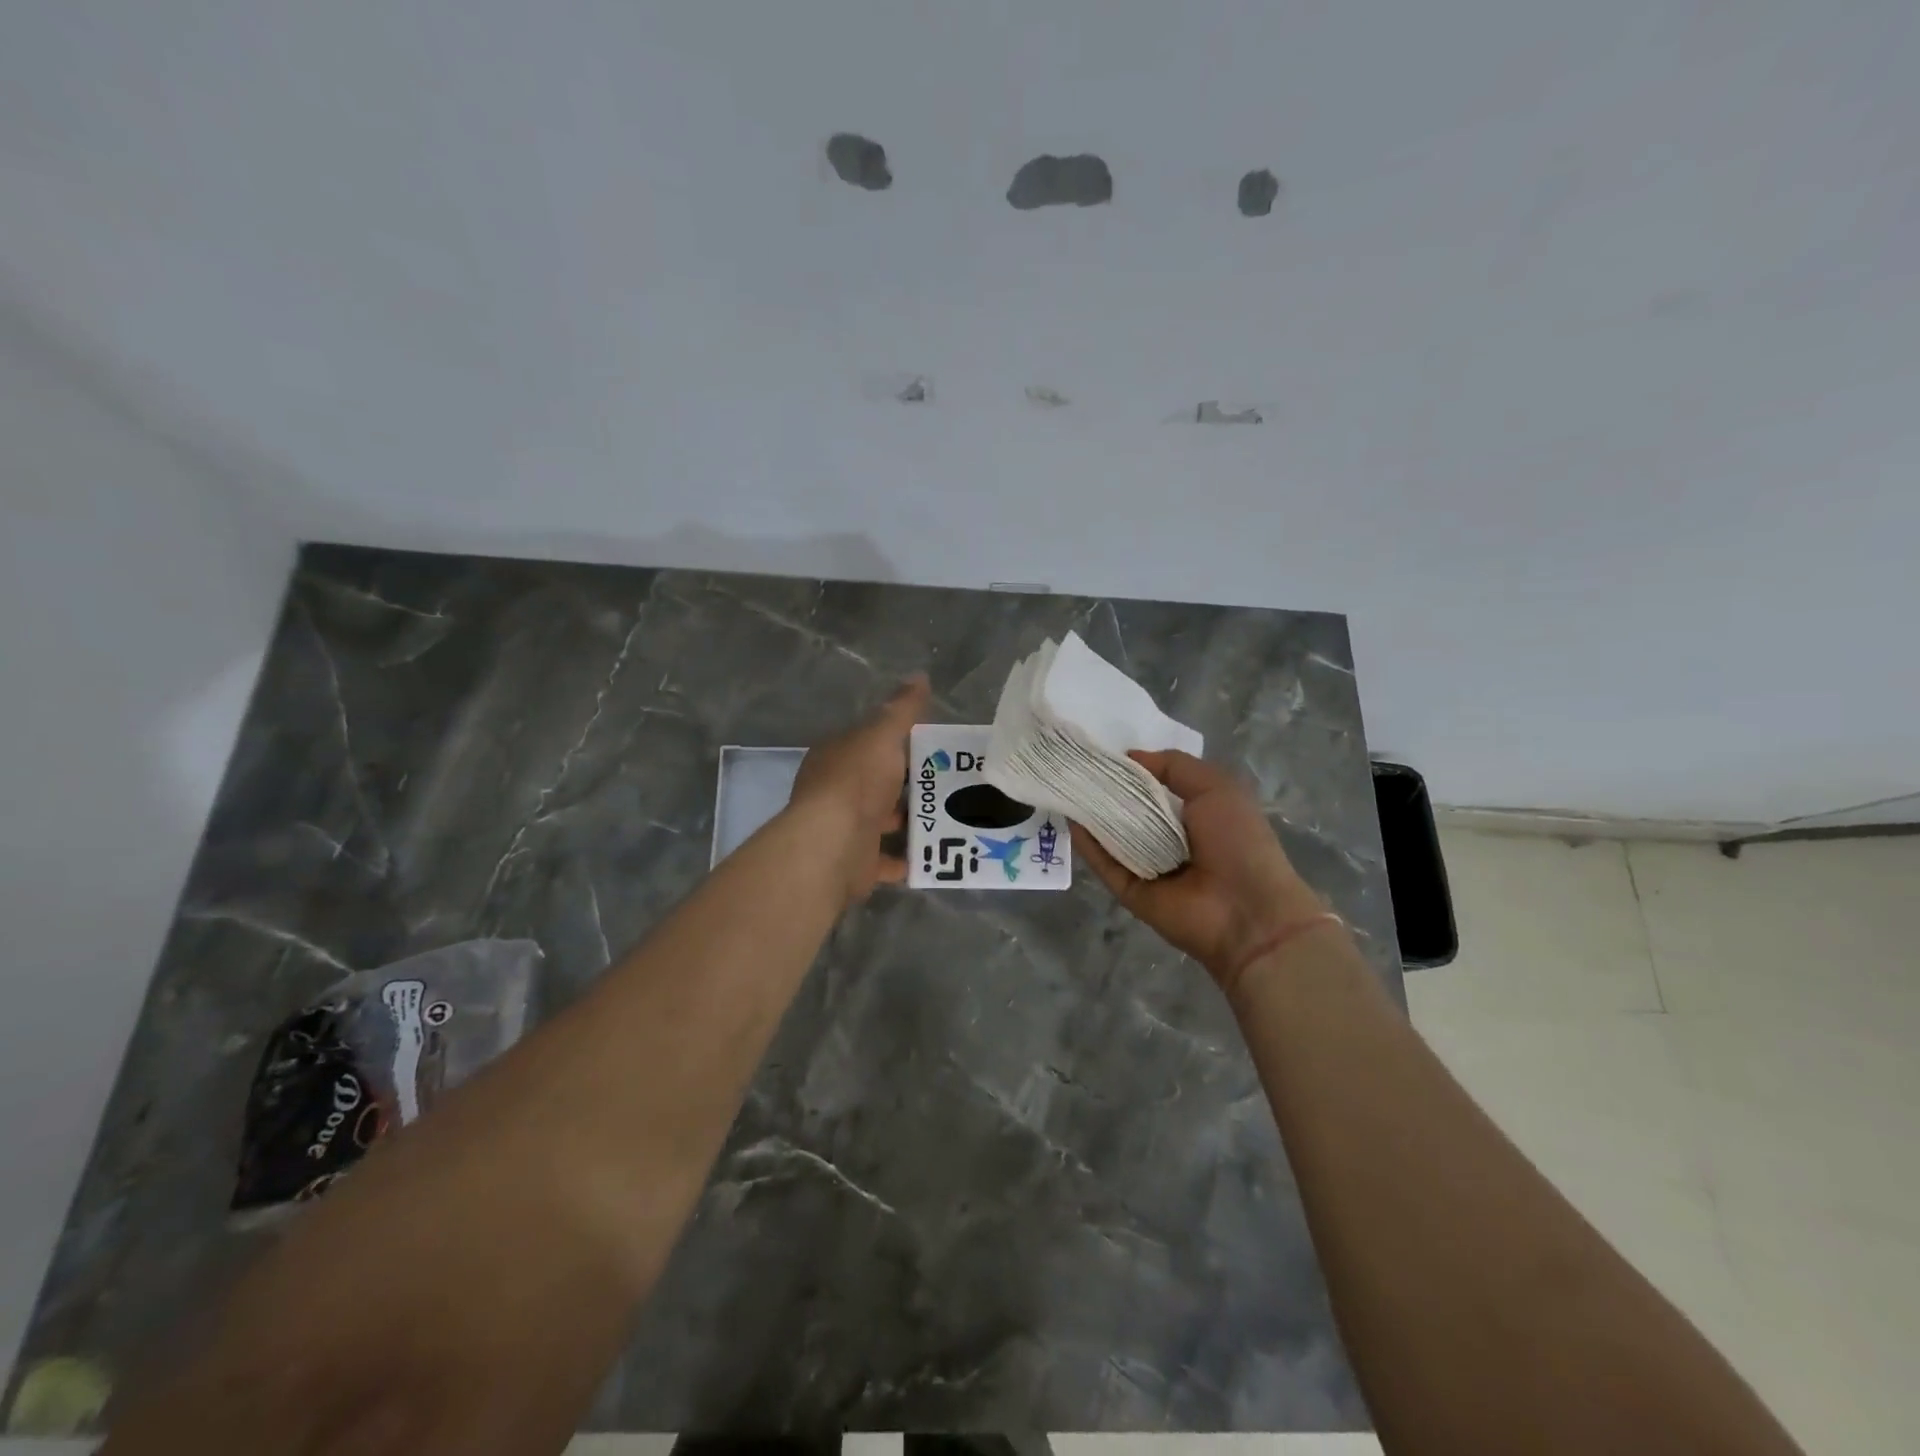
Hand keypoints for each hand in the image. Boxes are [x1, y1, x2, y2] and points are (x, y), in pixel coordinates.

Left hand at [788, 675, 930, 904]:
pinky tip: (937, 853)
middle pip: (877, 783)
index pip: (868, 743)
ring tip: (952, 816)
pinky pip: (887, 860)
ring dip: (910, 820)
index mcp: (836, 757)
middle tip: (952, 782)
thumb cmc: (857, 781)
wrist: (834, 844)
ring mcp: (845, 829)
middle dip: (909, 784)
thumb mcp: (883, 734)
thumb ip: (902, 709)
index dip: (897, 742)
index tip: (933, 746)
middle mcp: (836, 791)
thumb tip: (920, 676)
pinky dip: (909, 858)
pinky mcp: (857, 862)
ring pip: (883, 821)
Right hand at [1072, 750, 1329, 987]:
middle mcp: (1168, 838)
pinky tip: (1070, 820)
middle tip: (1075, 766)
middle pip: (1128, 809)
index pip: (1154, 786)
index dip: (1131, 768)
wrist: (1248, 912)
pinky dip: (1088, 845)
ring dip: (1090, 814)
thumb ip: (1174, 766)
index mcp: (1194, 813)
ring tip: (1064, 786)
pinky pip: (1105, 865)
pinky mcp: (1130, 891)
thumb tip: (1130, 756)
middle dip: (1105, 788)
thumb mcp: (1216, 787)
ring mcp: (1147, 866)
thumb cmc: (1238, 841)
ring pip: (1112, 836)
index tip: (1101, 750)